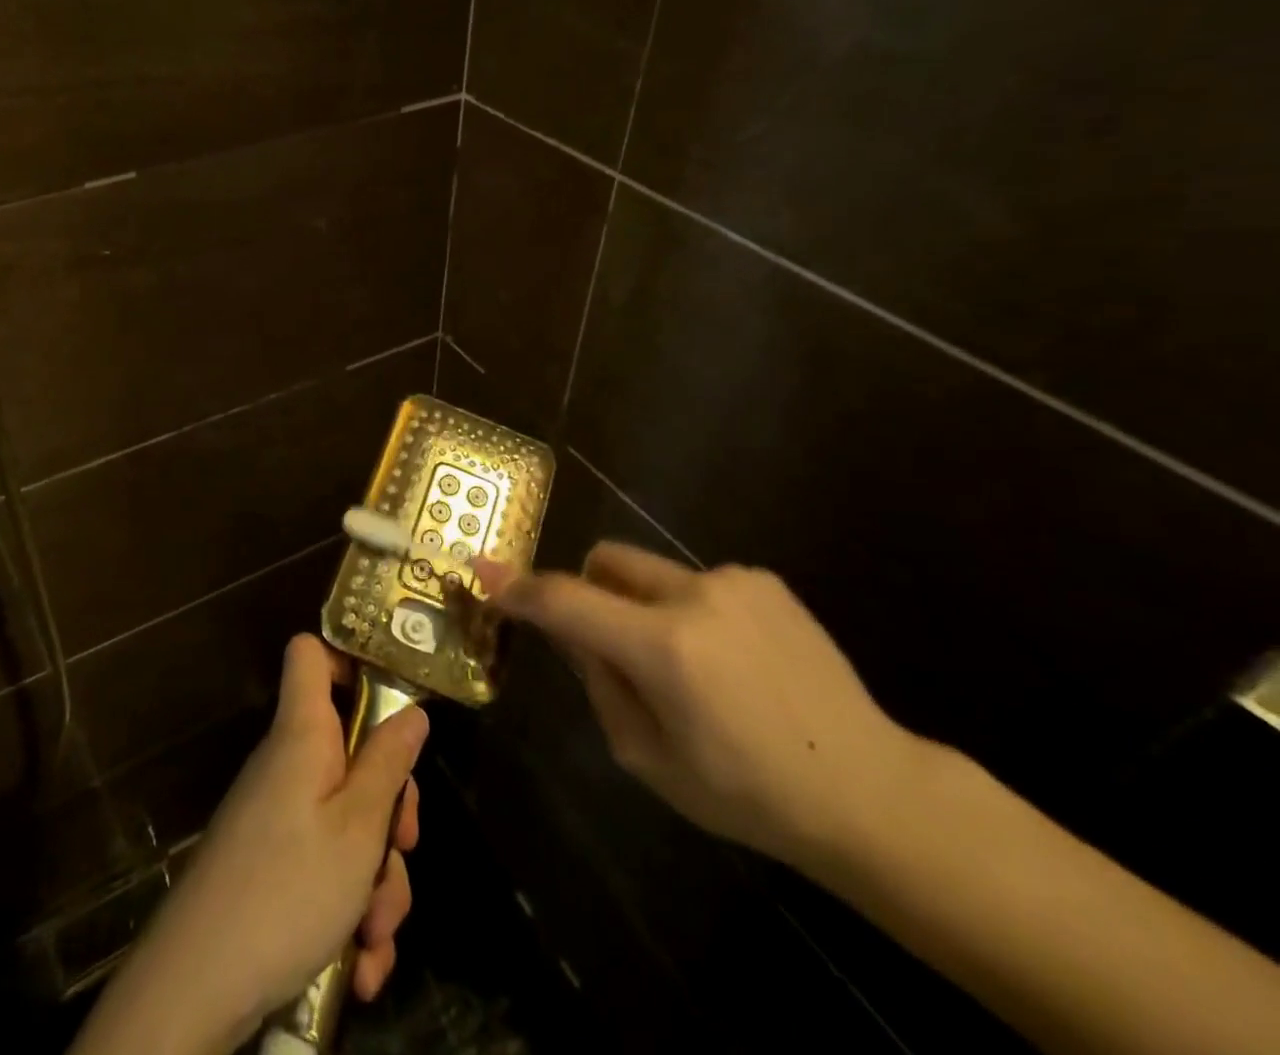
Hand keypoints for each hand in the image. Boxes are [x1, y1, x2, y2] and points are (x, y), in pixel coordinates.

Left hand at [75, 635, 426, 1054]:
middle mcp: (290, 765)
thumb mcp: (358, 826)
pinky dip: (349, 911)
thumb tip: (413, 711)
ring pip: (350, 824)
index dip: (350, 659)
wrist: (198, 987)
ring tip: (375, 937)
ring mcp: (280, 817)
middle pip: (352, 752)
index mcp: (303, 733)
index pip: (311, 654)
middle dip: (389, 809)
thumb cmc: (287, 888)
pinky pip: (327, 868)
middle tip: (403, 848)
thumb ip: (388, 763)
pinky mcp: (275, 866)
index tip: (392, 697)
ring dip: (376, 881)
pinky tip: (360, 966)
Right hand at [476, 543, 928, 867]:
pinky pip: (696, 583)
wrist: (871, 791)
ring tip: (692, 669)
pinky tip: (733, 663)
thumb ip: (600, 685)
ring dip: (644, 607)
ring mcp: (734, 581)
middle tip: (607, 643)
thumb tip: (575, 636)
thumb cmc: (749, 794)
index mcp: (663, 648)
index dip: (518, 588)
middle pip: (606, 560)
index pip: (566, 602)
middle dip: (589, 590)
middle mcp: (694, 595)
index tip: (483, 572)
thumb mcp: (650, 759)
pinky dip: (689, 611)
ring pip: (651, 573)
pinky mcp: (765, 581)